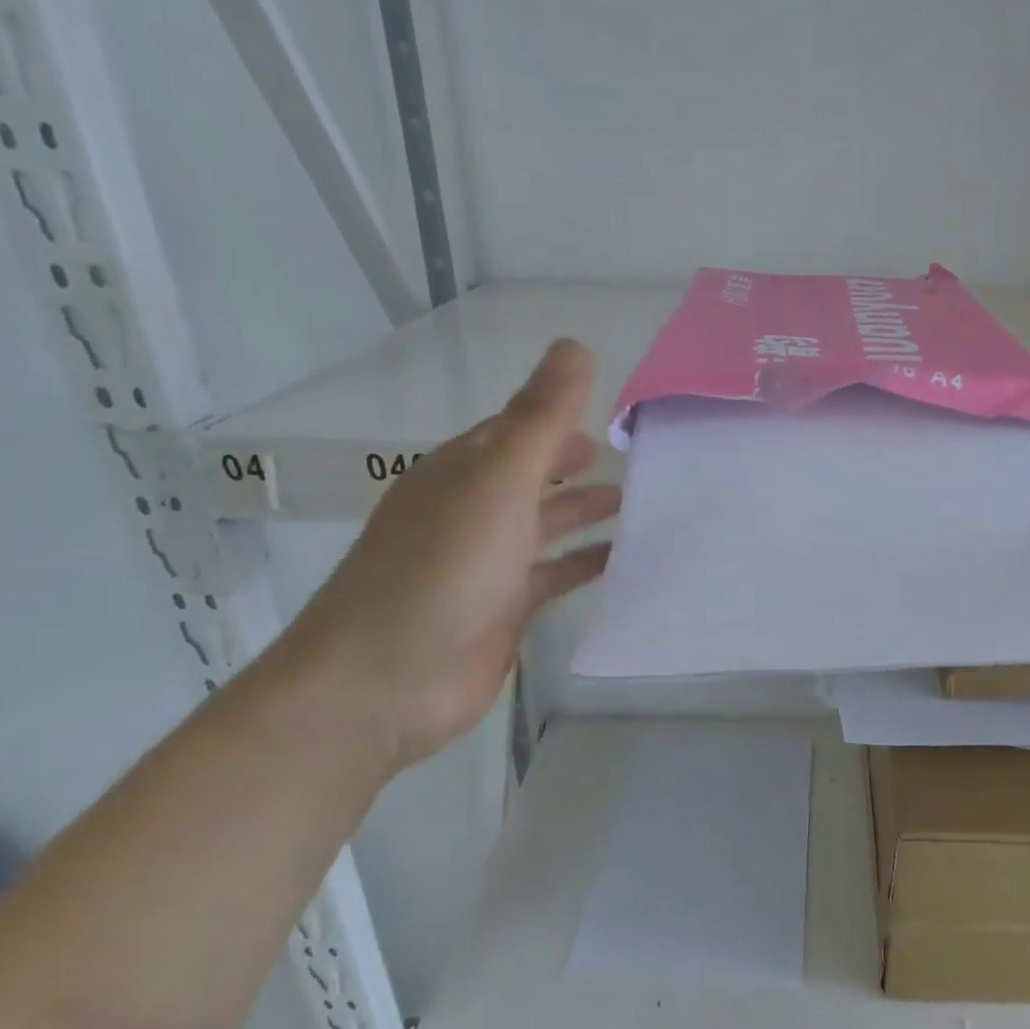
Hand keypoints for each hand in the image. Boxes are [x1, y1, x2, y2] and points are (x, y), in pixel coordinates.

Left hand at [273, 340, 619, 773]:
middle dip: (579, 465)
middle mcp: (474, 511)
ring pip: (548, 526)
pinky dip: (587, 565)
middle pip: (535, 476)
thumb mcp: (498, 480)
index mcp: (464, 471)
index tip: (618, 413)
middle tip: (641, 458)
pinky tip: (626, 561)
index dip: (562, 417)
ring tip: (644, 504)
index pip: (517, 429)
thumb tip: (576, 345)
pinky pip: (554, 575)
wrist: (385, 683)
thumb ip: (541, 418)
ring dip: (588, 513)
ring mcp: (488, 563)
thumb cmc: (443, 569)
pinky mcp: (504, 610)